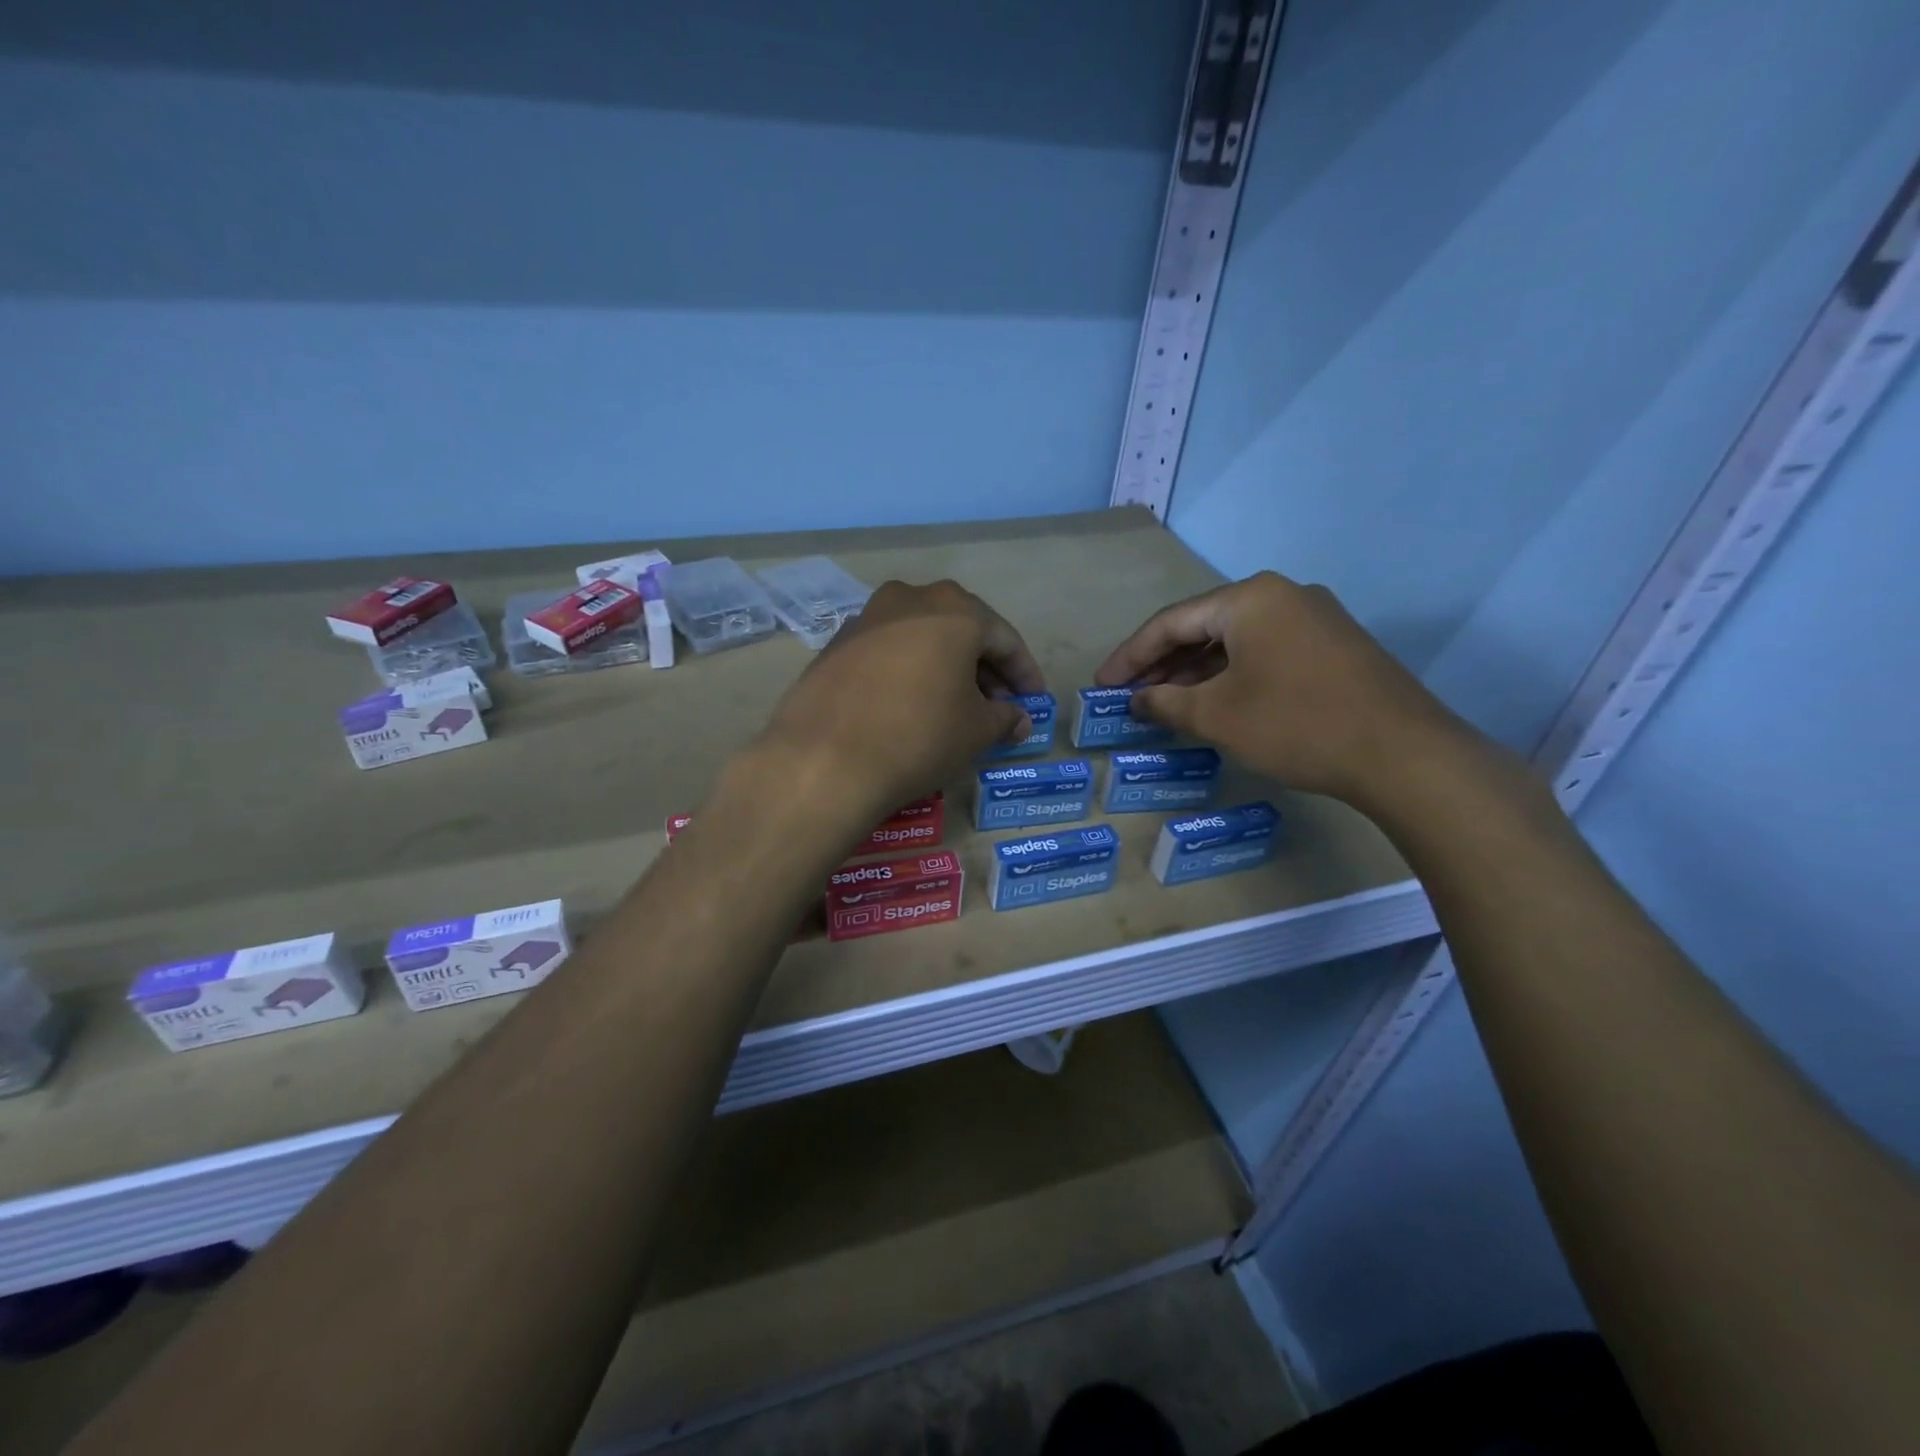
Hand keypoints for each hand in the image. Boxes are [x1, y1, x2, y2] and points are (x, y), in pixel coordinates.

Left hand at [757, 579, 1044, 821]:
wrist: (825, 759)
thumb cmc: (919, 736)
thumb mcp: (976, 730)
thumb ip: (1004, 717)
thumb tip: (1018, 720)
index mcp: (954, 609)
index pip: (1004, 639)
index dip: (1024, 673)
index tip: (1034, 701)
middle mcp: (910, 599)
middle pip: (961, 631)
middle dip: (984, 669)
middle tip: (998, 706)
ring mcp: (867, 618)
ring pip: (922, 638)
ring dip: (945, 667)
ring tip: (955, 707)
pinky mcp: (836, 644)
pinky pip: (888, 651)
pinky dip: (909, 671)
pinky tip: (911, 704)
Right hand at [1096, 571, 1474, 809]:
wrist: (1403, 754)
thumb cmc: (1296, 725)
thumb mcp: (1217, 716)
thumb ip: (1166, 703)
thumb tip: (1137, 701)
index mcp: (1250, 598)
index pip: (1171, 622)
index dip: (1130, 656)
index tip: (1102, 685)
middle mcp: (1283, 595)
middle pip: (1204, 626)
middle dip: (1162, 664)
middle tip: (1130, 696)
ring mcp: (1314, 618)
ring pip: (1236, 641)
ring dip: (1196, 672)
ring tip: (1165, 703)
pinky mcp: (1334, 647)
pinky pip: (1265, 652)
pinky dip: (1232, 676)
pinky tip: (1215, 702)